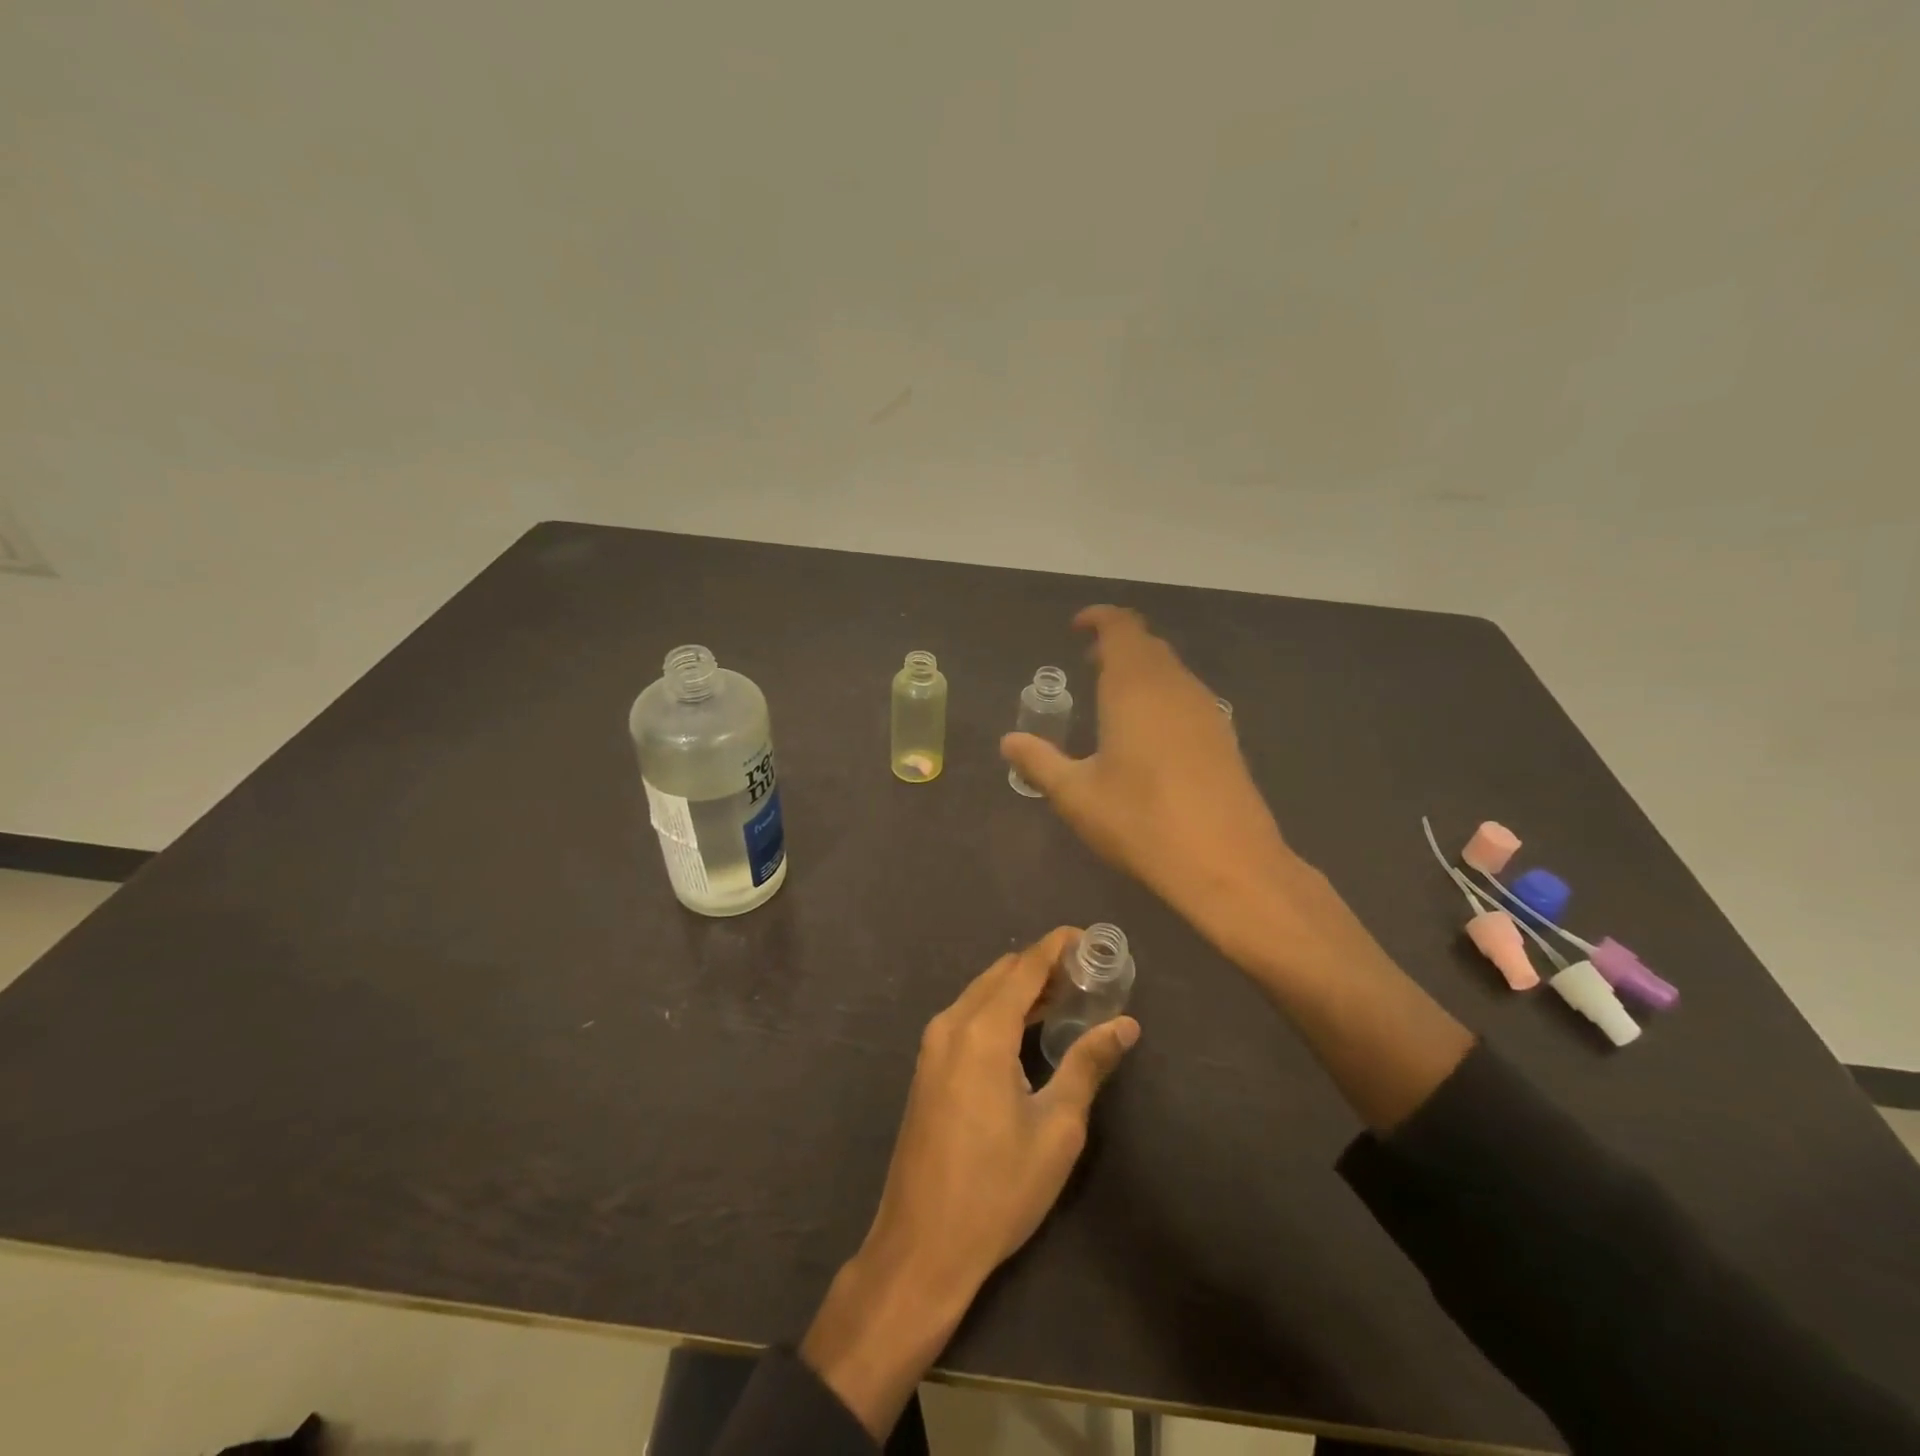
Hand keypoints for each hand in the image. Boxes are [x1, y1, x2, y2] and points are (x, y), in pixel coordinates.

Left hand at [800, 928, 1138, 1436]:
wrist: (922, 1245)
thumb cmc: (997, 1189)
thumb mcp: (1056, 1129)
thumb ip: (1088, 1065)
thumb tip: (1126, 1024)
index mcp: (982, 1032)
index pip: (1024, 967)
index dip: (1056, 947)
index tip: (1088, 937)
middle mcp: (951, 1025)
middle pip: (1000, 974)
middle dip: (1042, 966)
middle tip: (1086, 974)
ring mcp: (932, 1046)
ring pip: (981, 993)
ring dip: (1020, 988)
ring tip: (1066, 997)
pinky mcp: (927, 1067)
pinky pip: (968, 1017)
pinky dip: (999, 1009)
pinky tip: (1028, 1029)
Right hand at [1001, 607, 1297, 947]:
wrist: (1226, 862)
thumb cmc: (1140, 821)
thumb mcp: (1076, 795)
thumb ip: (1039, 762)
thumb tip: (1008, 742)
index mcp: (1134, 687)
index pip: (1121, 628)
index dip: (1099, 619)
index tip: (1077, 628)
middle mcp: (1174, 686)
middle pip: (1148, 645)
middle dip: (1117, 644)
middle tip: (1089, 662)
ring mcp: (1205, 710)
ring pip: (1171, 670)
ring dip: (1142, 669)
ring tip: (1114, 695)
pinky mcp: (1224, 736)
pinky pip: (1187, 695)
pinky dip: (1162, 694)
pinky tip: (1149, 731)